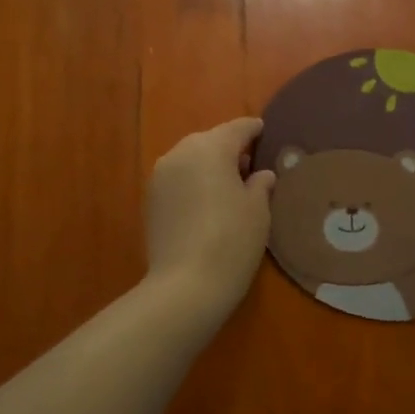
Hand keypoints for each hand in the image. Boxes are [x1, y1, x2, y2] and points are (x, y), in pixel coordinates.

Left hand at [145, 116, 276, 314]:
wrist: (186, 285)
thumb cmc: (232, 240)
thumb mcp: (258, 209)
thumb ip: (260, 184)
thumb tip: (260, 174)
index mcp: (210, 148)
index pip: (237, 129)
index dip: (253, 130)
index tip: (264, 131)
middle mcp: (180, 153)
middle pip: (210, 141)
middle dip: (229, 149)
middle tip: (250, 164)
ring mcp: (160, 176)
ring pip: (190, 160)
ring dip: (208, 166)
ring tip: (229, 186)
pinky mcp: (150, 200)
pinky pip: (178, 180)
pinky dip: (193, 183)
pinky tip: (207, 203)